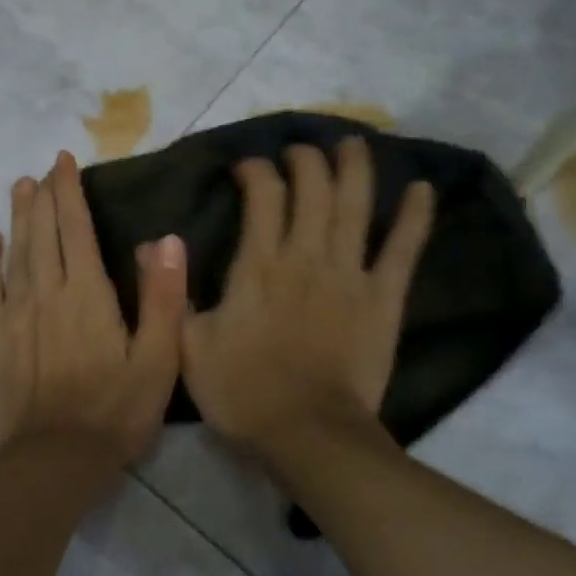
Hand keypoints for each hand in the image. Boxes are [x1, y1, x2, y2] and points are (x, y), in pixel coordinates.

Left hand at [0, 151, 187, 467]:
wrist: (52, 461)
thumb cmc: (113, 412)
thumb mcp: (158, 361)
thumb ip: (163, 298)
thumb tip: (166, 240)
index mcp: (88, 294)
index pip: (76, 228)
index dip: (69, 191)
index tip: (64, 161)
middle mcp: (46, 291)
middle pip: (42, 231)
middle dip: (43, 195)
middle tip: (44, 168)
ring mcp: (13, 313)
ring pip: (14, 251)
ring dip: (17, 216)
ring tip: (20, 186)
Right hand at [182, 138, 433, 458]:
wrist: (306, 434)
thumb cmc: (242, 392)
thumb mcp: (188, 346)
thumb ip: (174, 293)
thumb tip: (154, 246)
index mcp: (258, 266)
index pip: (262, 197)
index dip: (255, 170)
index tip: (247, 166)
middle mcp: (305, 257)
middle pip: (312, 189)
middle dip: (306, 159)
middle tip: (300, 148)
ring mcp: (349, 274)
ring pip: (355, 206)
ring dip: (356, 168)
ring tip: (354, 141)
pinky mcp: (383, 298)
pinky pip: (402, 250)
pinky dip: (414, 218)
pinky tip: (421, 189)